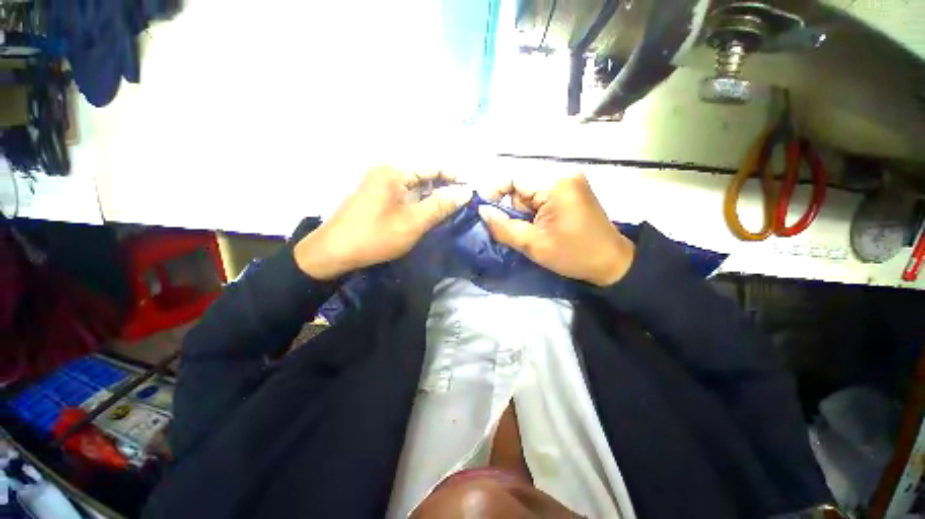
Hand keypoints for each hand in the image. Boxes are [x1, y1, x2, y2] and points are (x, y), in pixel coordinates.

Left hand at [294, 166, 469, 279]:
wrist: (334, 252)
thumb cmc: (375, 236)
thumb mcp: (413, 222)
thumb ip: (440, 205)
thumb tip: (466, 191)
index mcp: (395, 170)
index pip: (434, 166)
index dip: (456, 177)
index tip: (473, 191)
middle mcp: (388, 169)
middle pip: (425, 174)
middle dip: (446, 188)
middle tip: (464, 204)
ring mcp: (381, 182)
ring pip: (416, 185)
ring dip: (433, 196)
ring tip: (451, 209)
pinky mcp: (378, 194)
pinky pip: (406, 193)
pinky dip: (420, 201)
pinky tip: (430, 212)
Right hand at [479, 173, 634, 286]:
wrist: (611, 262)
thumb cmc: (573, 255)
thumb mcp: (532, 244)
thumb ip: (503, 227)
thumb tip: (482, 211)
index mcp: (555, 184)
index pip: (513, 176)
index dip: (494, 191)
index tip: (485, 210)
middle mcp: (563, 173)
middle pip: (522, 183)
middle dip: (514, 206)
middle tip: (519, 229)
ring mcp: (570, 179)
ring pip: (531, 189)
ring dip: (525, 209)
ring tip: (535, 230)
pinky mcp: (573, 188)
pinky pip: (543, 193)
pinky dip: (535, 208)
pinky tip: (543, 224)